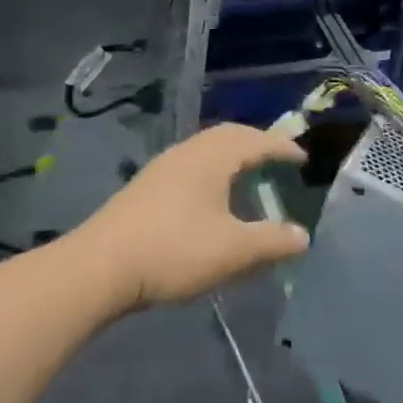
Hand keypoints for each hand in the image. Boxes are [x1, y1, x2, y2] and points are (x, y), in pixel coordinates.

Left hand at [80, 123, 307, 308]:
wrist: (99, 267)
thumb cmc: (174, 251)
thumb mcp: (233, 250)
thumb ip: (272, 242)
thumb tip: (303, 236)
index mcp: (213, 157)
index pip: (257, 141)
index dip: (283, 148)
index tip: (302, 158)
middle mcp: (188, 152)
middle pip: (229, 135)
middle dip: (257, 142)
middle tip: (277, 158)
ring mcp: (163, 167)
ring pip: (206, 148)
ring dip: (232, 154)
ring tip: (247, 173)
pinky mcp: (146, 186)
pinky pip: (191, 163)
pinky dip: (213, 168)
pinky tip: (211, 195)